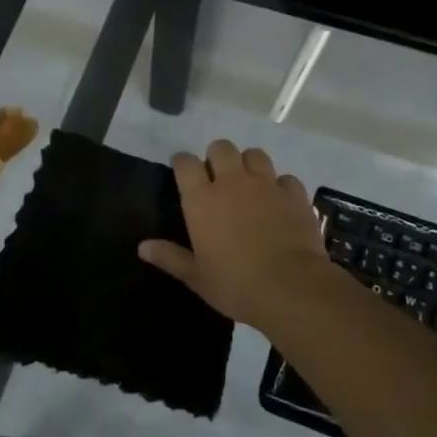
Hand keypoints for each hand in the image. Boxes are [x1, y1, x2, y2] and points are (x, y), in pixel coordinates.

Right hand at [137, 139, 329, 333]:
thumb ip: (170, 257)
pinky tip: (279, 201)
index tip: (183, 171)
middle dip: (216, 156)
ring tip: (248, 183)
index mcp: (202, 200)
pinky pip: (285, 178)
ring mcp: (266, 185)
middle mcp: (232, 183)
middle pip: (221, 148)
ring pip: (255, 154)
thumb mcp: (196, 276)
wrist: (291, 288)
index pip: (186, 163)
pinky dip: (280, 185)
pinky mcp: (295, 195)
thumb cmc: (235, 285)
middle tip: (217, 177)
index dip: (182, 163)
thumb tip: (142, 247)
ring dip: (248, 164)